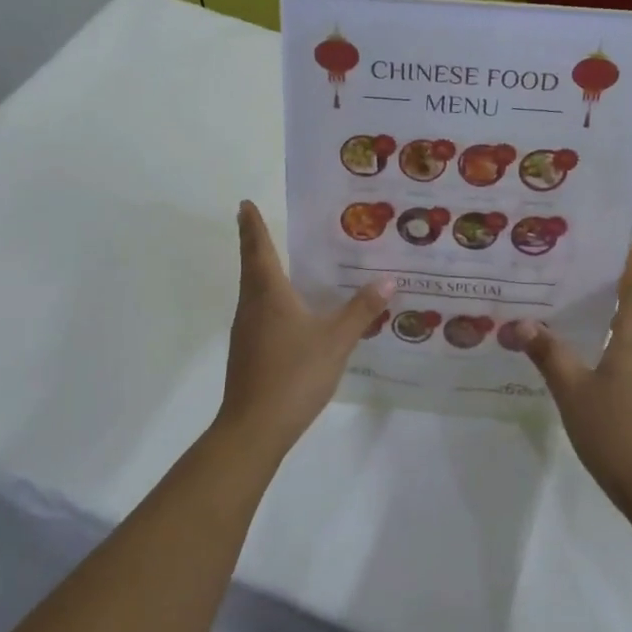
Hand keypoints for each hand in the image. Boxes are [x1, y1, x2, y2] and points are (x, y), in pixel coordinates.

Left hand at [217, 201, 393, 455]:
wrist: (255, 427)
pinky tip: (289, 312)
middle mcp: (252, 307)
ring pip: (253, 292)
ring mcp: (246, 332)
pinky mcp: (247, 353)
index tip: (244, 204)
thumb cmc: (294, 374)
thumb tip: (387, 279)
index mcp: (269, 295)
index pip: (259, 250)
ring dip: (261, 272)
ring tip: (282, 262)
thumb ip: (361, 310)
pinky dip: (269, 300)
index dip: (253, 226)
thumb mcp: (336, 341)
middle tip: (259, 223)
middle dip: (255, 244)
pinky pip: (259, 313)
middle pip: (251, 267)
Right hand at [504, 250, 631, 515]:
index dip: (628, 261)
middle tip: (573, 268)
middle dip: (609, 284)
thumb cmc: (615, 432)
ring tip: (569, 304)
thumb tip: (523, 323)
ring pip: (630, 333)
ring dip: (606, 315)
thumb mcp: (572, 391)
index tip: (613, 237)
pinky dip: (608, 342)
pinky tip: (581, 353)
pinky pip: (629, 356)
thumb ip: (549, 354)